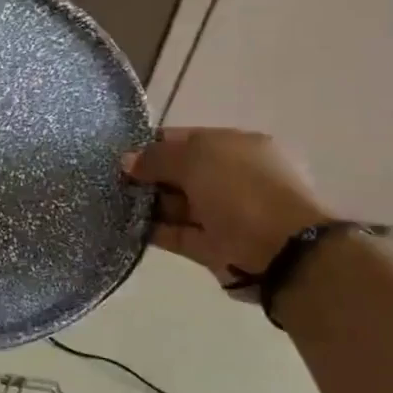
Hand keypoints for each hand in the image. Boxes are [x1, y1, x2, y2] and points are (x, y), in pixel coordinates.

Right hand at [124, 129, 329, 290]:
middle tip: (111, 180)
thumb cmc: (241, 191)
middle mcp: (230, 177)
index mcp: (236, 146)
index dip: (152, 144)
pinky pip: (175, 233)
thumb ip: (157, 157)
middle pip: (178, 172)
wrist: (281, 253)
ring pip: (175, 205)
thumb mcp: (196, 159)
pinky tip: (124, 226)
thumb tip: (127, 161)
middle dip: (146, 176)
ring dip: (146, 204)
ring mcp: (222, 213)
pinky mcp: (211, 245)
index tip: (120, 154)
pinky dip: (152, 231)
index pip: (185, 139)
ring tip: (110, 203)